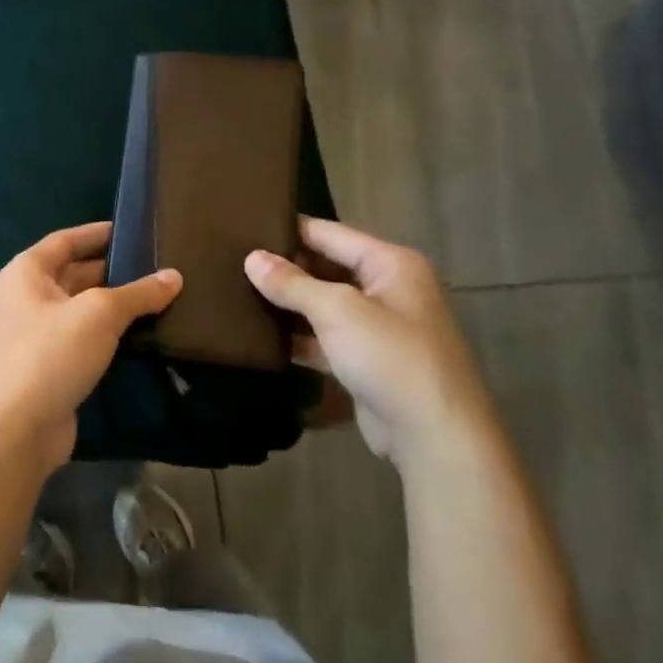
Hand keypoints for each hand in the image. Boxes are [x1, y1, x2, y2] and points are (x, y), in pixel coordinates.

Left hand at [0, 222, 181, 474]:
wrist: (17, 428)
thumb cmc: (51, 354)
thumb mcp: (99, 314)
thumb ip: (138, 293)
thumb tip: (174, 276)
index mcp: (27, 272)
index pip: (66, 240)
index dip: (98, 233)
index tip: (133, 229)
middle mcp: (26, 297)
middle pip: (74, 272)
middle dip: (113, 269)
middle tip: (159, 265)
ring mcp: (36, 333)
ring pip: (82, 308)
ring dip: (115, 303)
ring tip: (160, 295)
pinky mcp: (49, 364)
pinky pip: (83, 336)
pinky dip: (109, 332)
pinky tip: (141, 333)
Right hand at [244, 218, 500, 468]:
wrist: (433, 434)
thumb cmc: (390, 357)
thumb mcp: (337, 311)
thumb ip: (292, 283)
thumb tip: (252, 258)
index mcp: (390, 264)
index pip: (328, 233)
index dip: (287, 229)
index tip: (242, 228)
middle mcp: (386, 288)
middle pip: (325, 267)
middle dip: (283, 268)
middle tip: (230, 263)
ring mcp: (376, 326)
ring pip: (322, 304)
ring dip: (286, 304)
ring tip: (235, 293)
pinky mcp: (364, 359)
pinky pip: (323, 337)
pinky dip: (296, 336)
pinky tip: (259, 336)